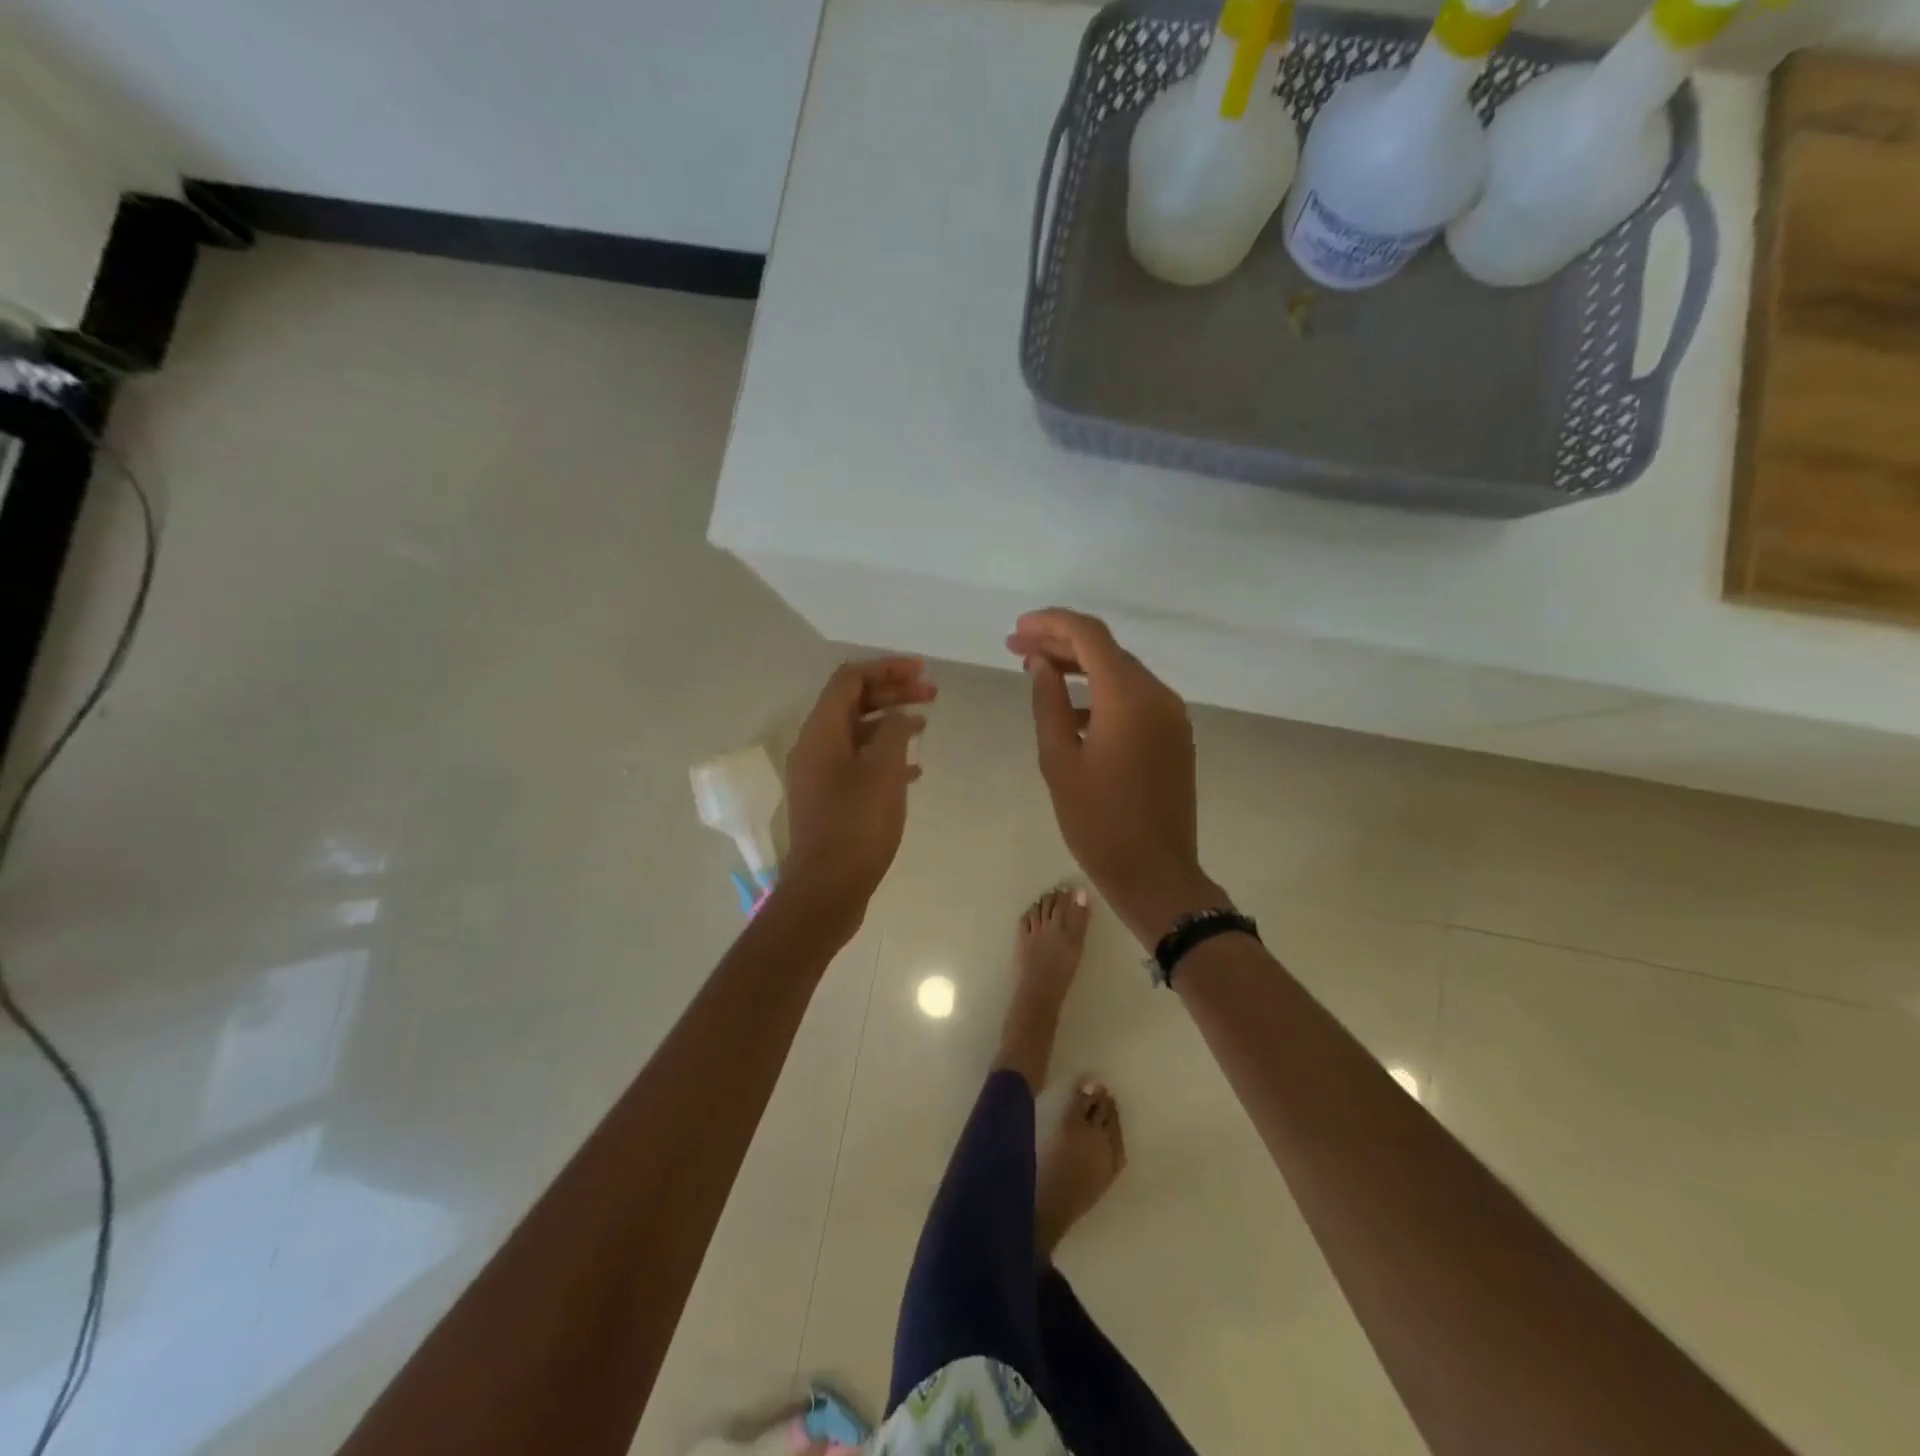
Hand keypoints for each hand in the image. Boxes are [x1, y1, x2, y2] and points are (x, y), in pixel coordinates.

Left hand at [782, 657, 935, 929]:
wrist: (827, 889)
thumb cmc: (856, 826)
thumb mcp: (883, 771)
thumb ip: (894, 732)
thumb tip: (901, 715)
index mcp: (821, 732)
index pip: (850, 679)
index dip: (886, 668)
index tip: (922, 671)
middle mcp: (815, 746)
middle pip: (853, 702)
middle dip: (893, 692)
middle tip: (932, 694)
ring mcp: (821, 774)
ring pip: (858, 733)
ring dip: (891, 722)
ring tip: (926, 724)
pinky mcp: (831, 799)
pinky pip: (859, 762)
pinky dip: (886, 755)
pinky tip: (915, 769)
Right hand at [1008, 609, 1222, 946]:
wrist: (1155, 873)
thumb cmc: (1098, 821)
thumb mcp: (1058, 761)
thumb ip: (1048, 702)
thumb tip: (1040, 664)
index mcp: (1128, 697)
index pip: (1089, 635)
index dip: (1050, 623)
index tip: (1017, 629)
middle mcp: (1158, 695)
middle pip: (1106, 650)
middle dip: (1061, 643)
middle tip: (1016, 648)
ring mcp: (1171, 715)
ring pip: (1122, 672)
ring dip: (1081, 666)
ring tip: (1037, 671)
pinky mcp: (1175, 735)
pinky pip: (1135, 698)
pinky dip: (1102, 692)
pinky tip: (1071, 710)